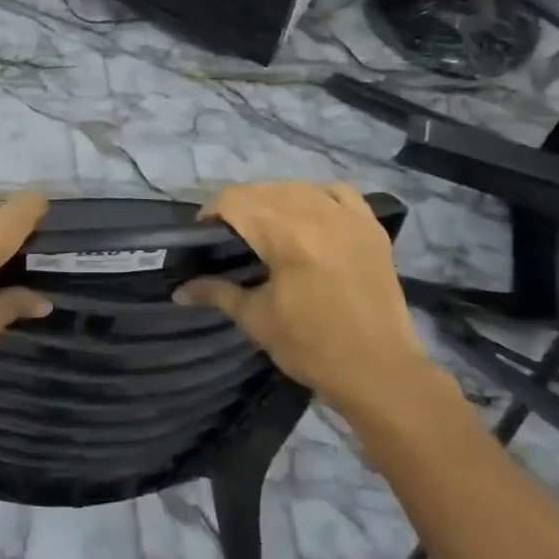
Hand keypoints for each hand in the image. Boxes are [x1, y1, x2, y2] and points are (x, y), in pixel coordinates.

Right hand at [174, 182, 431, 413]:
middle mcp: (317, 214)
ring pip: (297, 187)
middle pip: (263, 190)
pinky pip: (338, 192)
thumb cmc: (312, 348)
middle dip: (239, 208)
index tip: (203, 236)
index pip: (235, 200)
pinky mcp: (371, 227)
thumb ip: (216, 293)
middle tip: (230, 238)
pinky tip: (310, 217)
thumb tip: (178, 290)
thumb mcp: (256, 320)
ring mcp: (348, 217)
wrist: (380, 372)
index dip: (211, 212)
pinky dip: (317, 197)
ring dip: (274, 201)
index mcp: (286, 235)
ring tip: (267, 229)